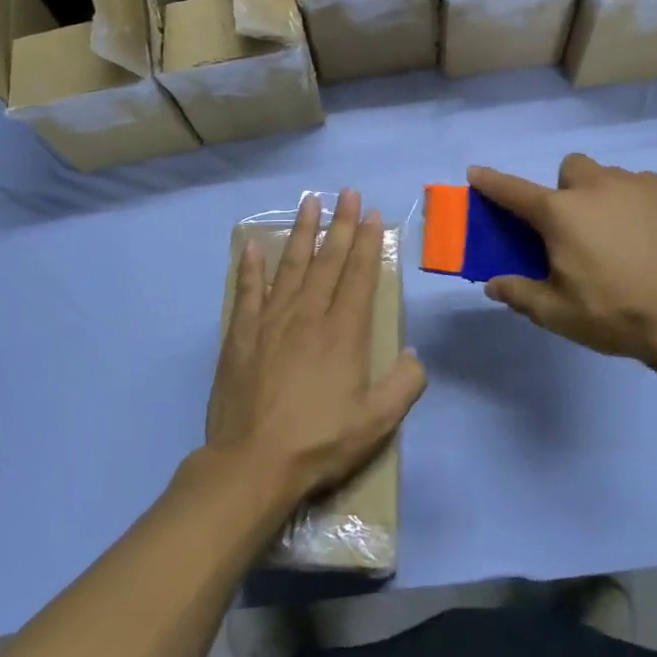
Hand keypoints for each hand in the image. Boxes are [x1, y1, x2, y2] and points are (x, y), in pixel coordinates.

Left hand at [205, 189, 426, 502]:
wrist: (253, 463)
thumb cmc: (320, 442)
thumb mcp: (377, 422)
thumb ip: (404, 385)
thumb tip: (414, 353)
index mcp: (344, 332)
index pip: (360, 276)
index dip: (368, 243)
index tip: (372, 214)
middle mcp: (308, 315)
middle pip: (328, 261)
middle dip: (341, 224)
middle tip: (347, 192)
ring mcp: (271, 321)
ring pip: (290, 266)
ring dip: (301, 232)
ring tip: (309, 202)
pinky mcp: (241, 335)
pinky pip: (247, 292)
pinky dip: (251, 268)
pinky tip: (253, 247)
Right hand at [469, 155, 656, 371]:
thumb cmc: (615, 314)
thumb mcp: (557, 313)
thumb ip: (519, 294)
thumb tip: (494, 284)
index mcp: (560, 213)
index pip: (513, 191)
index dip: (491, 182)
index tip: (476, 173)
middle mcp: (595, 187)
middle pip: (569, 170)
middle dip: (566, 190)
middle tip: (576, 228)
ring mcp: (637, 184)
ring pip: (608, 176)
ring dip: (602, 196)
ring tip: (618, 235)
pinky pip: (641, 185)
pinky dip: (636, 202)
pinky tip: (649, 236)